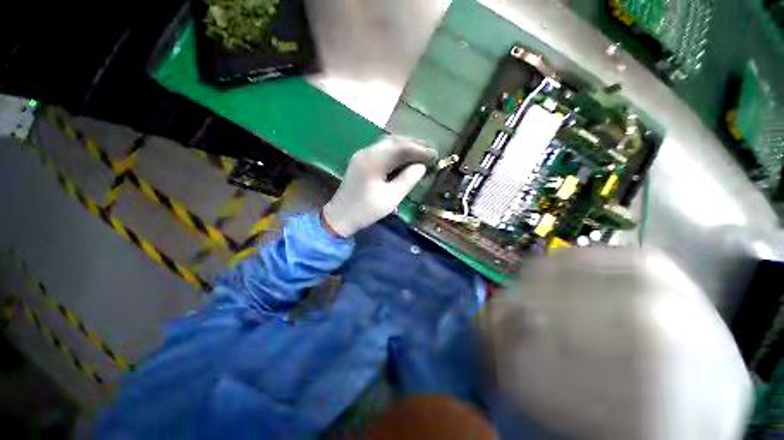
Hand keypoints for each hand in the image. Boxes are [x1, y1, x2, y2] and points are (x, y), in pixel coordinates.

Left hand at [322, 135, 435, 236]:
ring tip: (420, 151)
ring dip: (405, 145)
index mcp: (373, 161)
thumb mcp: (391, 198)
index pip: (401, 148)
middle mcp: (366, 152)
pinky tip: (404, 157)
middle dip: (413, 144)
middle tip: (430, 150)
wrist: (340, 216)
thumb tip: (421, 166)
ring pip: (387, 144)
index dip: (419, 150)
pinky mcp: (361, 161)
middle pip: (393, 141)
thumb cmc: (366, 210)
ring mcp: (362, 155)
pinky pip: (381, 150)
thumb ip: (407, 180)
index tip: (435, 154)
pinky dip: (395, 151)